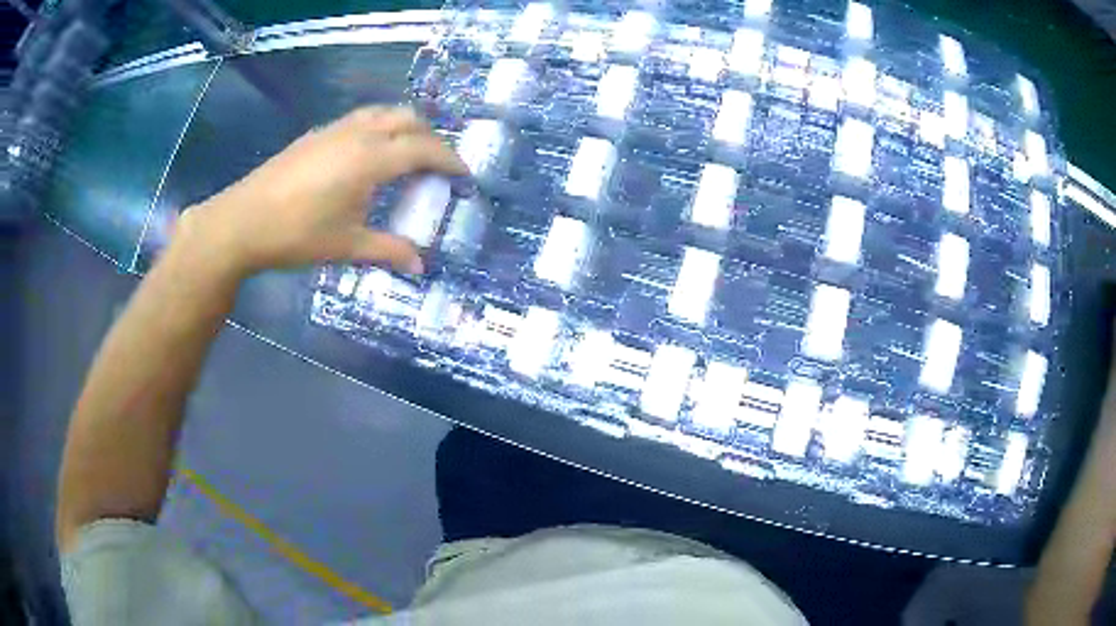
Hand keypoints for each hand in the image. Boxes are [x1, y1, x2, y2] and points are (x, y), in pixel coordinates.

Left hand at [176, 106, 467, 277]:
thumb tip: (420, 264)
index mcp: (371, 159)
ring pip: (383, 113)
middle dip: (431, 138)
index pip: (424, 150)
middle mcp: (358, 134)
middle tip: (438, 164)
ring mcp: (335, 129)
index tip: (465, 175)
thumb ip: (388, 250)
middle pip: (409, 119)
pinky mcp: (316, 134)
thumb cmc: (296, 235)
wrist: (242, 221)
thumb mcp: (347, 247)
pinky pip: (360, 119)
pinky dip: (379, 127)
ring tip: (408, 152)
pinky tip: (368, 153)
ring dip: (405, 126)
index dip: (450, 161)